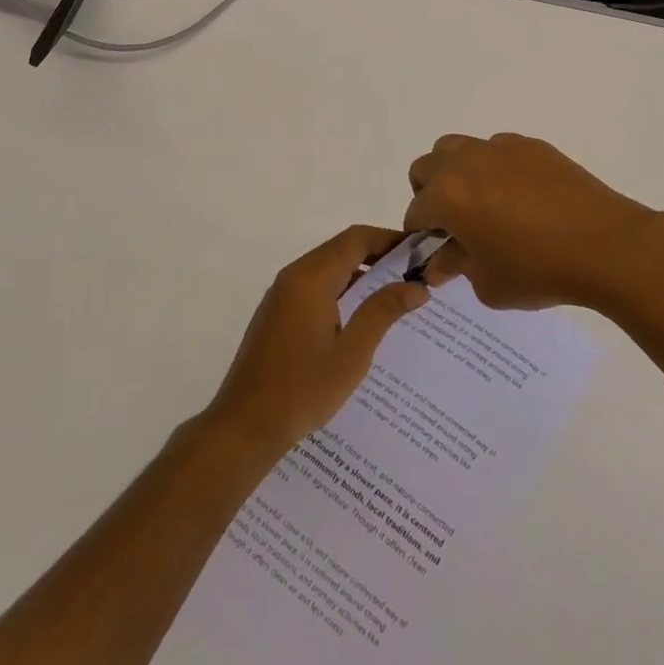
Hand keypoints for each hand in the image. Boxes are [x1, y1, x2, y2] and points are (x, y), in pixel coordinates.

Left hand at [203, 225, 428, 460]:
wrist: (244, 425)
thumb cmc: (303, 389)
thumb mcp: (352, 353)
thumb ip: (382, 312)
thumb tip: (416, 287)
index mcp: (312, 278)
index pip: (356, 239)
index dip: (389, 239)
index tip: (418, 251)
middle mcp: (294, 275)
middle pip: (341, 248)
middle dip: (377, 254)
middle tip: (412, 272)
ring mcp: (281, 293)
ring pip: (327, 266)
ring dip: (359, 272)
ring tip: (393, 292)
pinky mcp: (276, 312)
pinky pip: (314, 285)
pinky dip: (340, 287)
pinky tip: (359, 315)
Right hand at [405, 133, 663, 310]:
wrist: (607, 245)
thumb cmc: (539, 270)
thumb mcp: (488, 283)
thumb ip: (456, 266)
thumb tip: (441, 261)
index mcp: (447, 195)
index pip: (415, 212)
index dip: (420, 236)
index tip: (436, 253)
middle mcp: (465, 161)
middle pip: (426, 168)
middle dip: (430, 195)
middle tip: (455, 225)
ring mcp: (499, 147)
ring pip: (458, 149)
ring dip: (457, 173)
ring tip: (483, 204)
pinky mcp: (530, 145)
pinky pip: (497, 150)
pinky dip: (495, 168)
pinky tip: (521, 197)